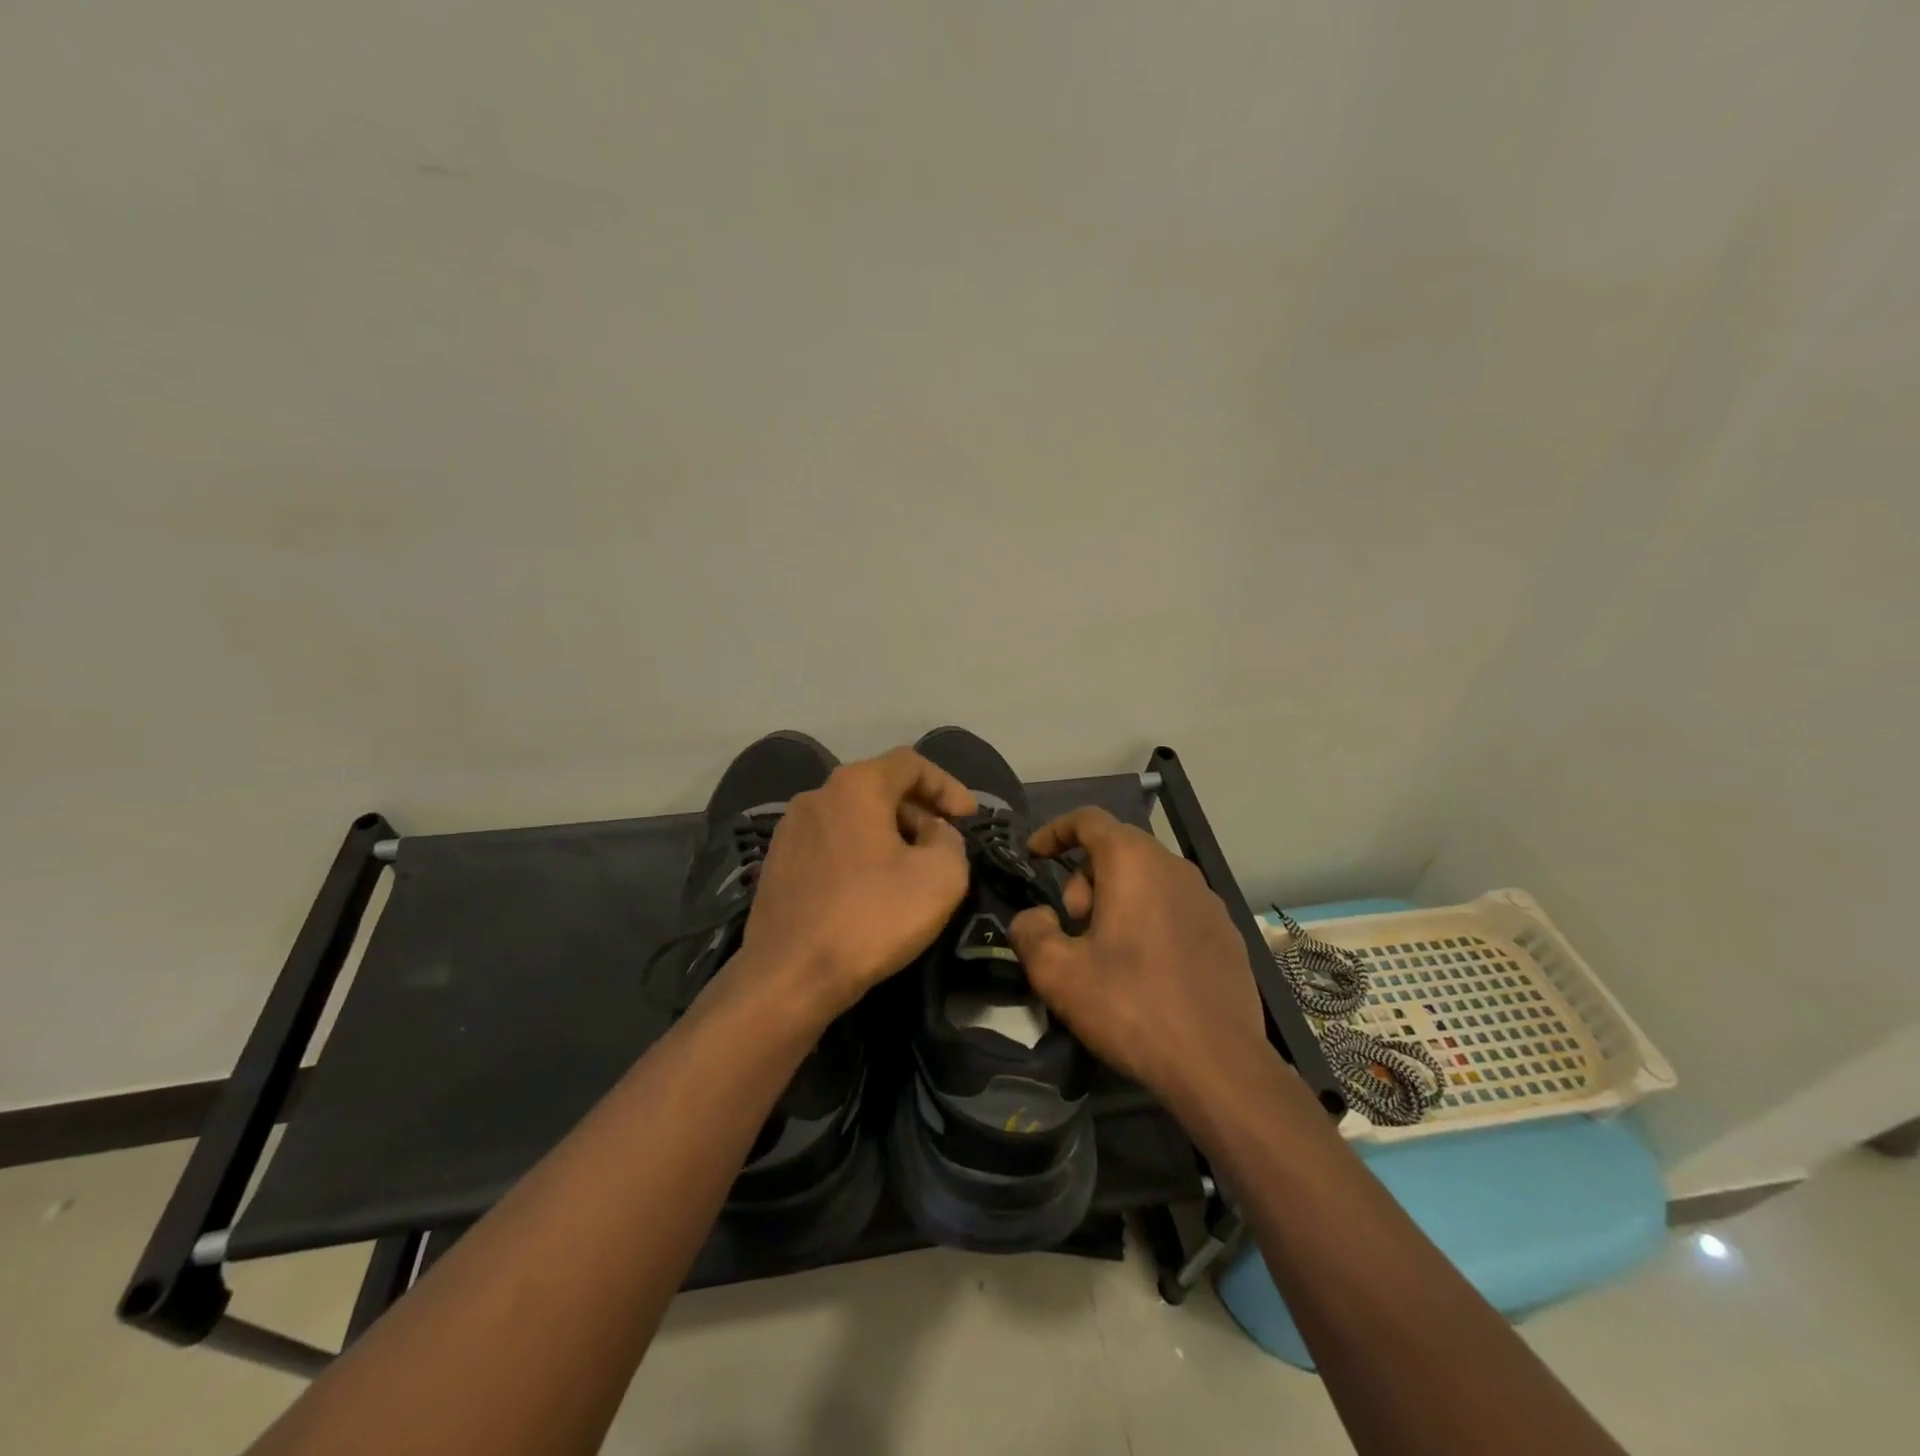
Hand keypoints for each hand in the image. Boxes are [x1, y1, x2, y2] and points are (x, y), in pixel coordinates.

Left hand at [733, 747, 975, 1024]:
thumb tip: (933, 833)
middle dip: (918, 811)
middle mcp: (817, 795)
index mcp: (856, 786)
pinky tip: (870, 889)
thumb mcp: (941, 876)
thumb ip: (950, 840)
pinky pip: (830, 843)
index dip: (947, 785)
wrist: (789, 976)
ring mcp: (790, 829)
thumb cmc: (872, 917)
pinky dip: (858, 853)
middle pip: (879, 787)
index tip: (969, 817)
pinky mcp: (776, 863)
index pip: (911, 763)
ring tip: (910, 869)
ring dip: (888, 833)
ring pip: (853, 816)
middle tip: (943, 845)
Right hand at [1007, 807, 1270, 1109]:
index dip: (1055, 831)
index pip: (1088, 819)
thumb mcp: (1058, 973)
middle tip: (1072, 926)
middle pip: (1118, 849)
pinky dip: (1150, 918)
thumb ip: (1030, 931)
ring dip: (1117, 899)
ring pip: (1148, 878)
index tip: (1034, 855)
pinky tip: (1146, 968)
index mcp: (1133, 862)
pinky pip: (1175, 905)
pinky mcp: (1226, 930)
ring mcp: (1207, 898)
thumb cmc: (1131, 1006)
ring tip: (1106, 951)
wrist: (1218, 1064)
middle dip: (1084, 878)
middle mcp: (1174, 867)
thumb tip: (1034, 917)